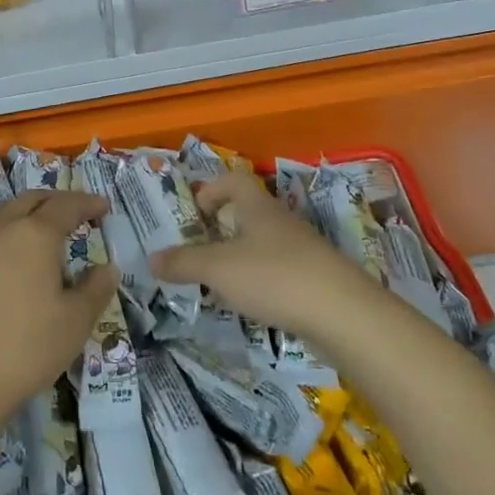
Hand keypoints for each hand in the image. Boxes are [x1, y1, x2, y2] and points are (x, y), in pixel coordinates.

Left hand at [0, 189, 117, 437]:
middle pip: (31, 200)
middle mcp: (4, 231)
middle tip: (78, 211)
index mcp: (35, 234)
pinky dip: (12, 234)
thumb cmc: (27, 346)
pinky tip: (19, 261)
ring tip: (47, 229)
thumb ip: (96, 289)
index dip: (87, 204)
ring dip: (30, 212)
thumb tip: (106, 268)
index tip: (104, 207)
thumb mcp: (76, 321)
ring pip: (7, 214)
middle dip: (56, 200)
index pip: (66, 207)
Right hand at [149, 173, 358, 341]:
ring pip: (263, 243)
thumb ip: (183, 263)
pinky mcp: (314, 280)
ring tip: (217, 281)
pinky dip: (258, 281)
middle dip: (221, 227)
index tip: (193, 211)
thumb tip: (151, 259)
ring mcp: (301, 251)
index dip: (211, 189)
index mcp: (258, 207)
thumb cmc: (275, 276)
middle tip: (197, 249)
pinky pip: (278, 271)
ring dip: (238, 256)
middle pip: (248, 212)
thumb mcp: (218, 269)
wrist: (343, 314)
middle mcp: (280, 222)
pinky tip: (249, 304)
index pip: (235, 180)